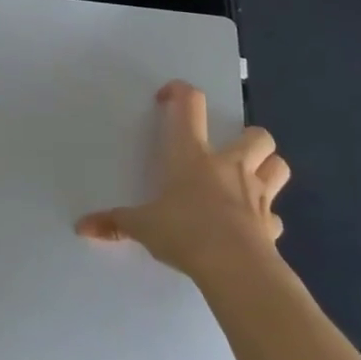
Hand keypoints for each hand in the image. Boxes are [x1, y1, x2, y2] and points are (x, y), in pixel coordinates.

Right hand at [75, 80, 288, 281]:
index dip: (180, 92)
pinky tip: (251, 228)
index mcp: (193, 155)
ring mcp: (257, 194)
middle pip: (256, 134)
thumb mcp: (143, 226)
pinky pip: (275, 217)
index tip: (168, 98)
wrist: (235, 267)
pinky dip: (266, 219)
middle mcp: (230, 166)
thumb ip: (115, 223)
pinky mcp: (271, 225)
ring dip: (268, 168)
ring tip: (249, 180)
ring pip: (278, 166)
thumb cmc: (185, 232)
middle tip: (226, 152)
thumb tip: (82, 226)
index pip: (190, 105)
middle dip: (247, 137)